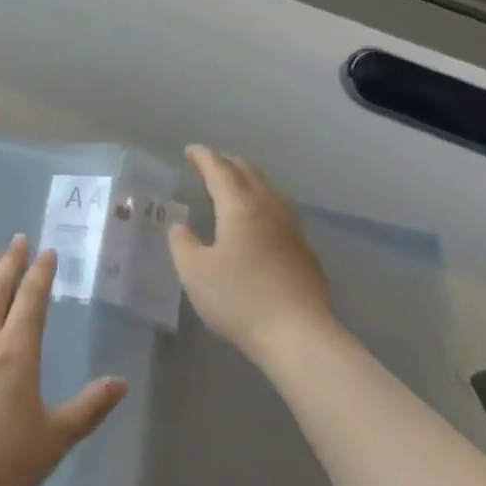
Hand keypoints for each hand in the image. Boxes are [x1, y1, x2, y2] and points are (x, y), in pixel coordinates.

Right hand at [169, 145, 338, 360]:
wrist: (298, 334)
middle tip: (211, 163)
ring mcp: (292, 230)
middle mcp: (268, 210)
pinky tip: (260, 222)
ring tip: (237, 186)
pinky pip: (281, 212)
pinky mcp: (304, 252)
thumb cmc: (239, 298)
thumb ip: (183, 244)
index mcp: (239, 207)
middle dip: (228, 164)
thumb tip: (181, 226)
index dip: (204, 158)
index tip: (191, 150)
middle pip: (249, 174)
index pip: (220, 171)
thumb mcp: (194, 272)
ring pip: (270, 191)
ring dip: (250, 181)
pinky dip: (264, 204)